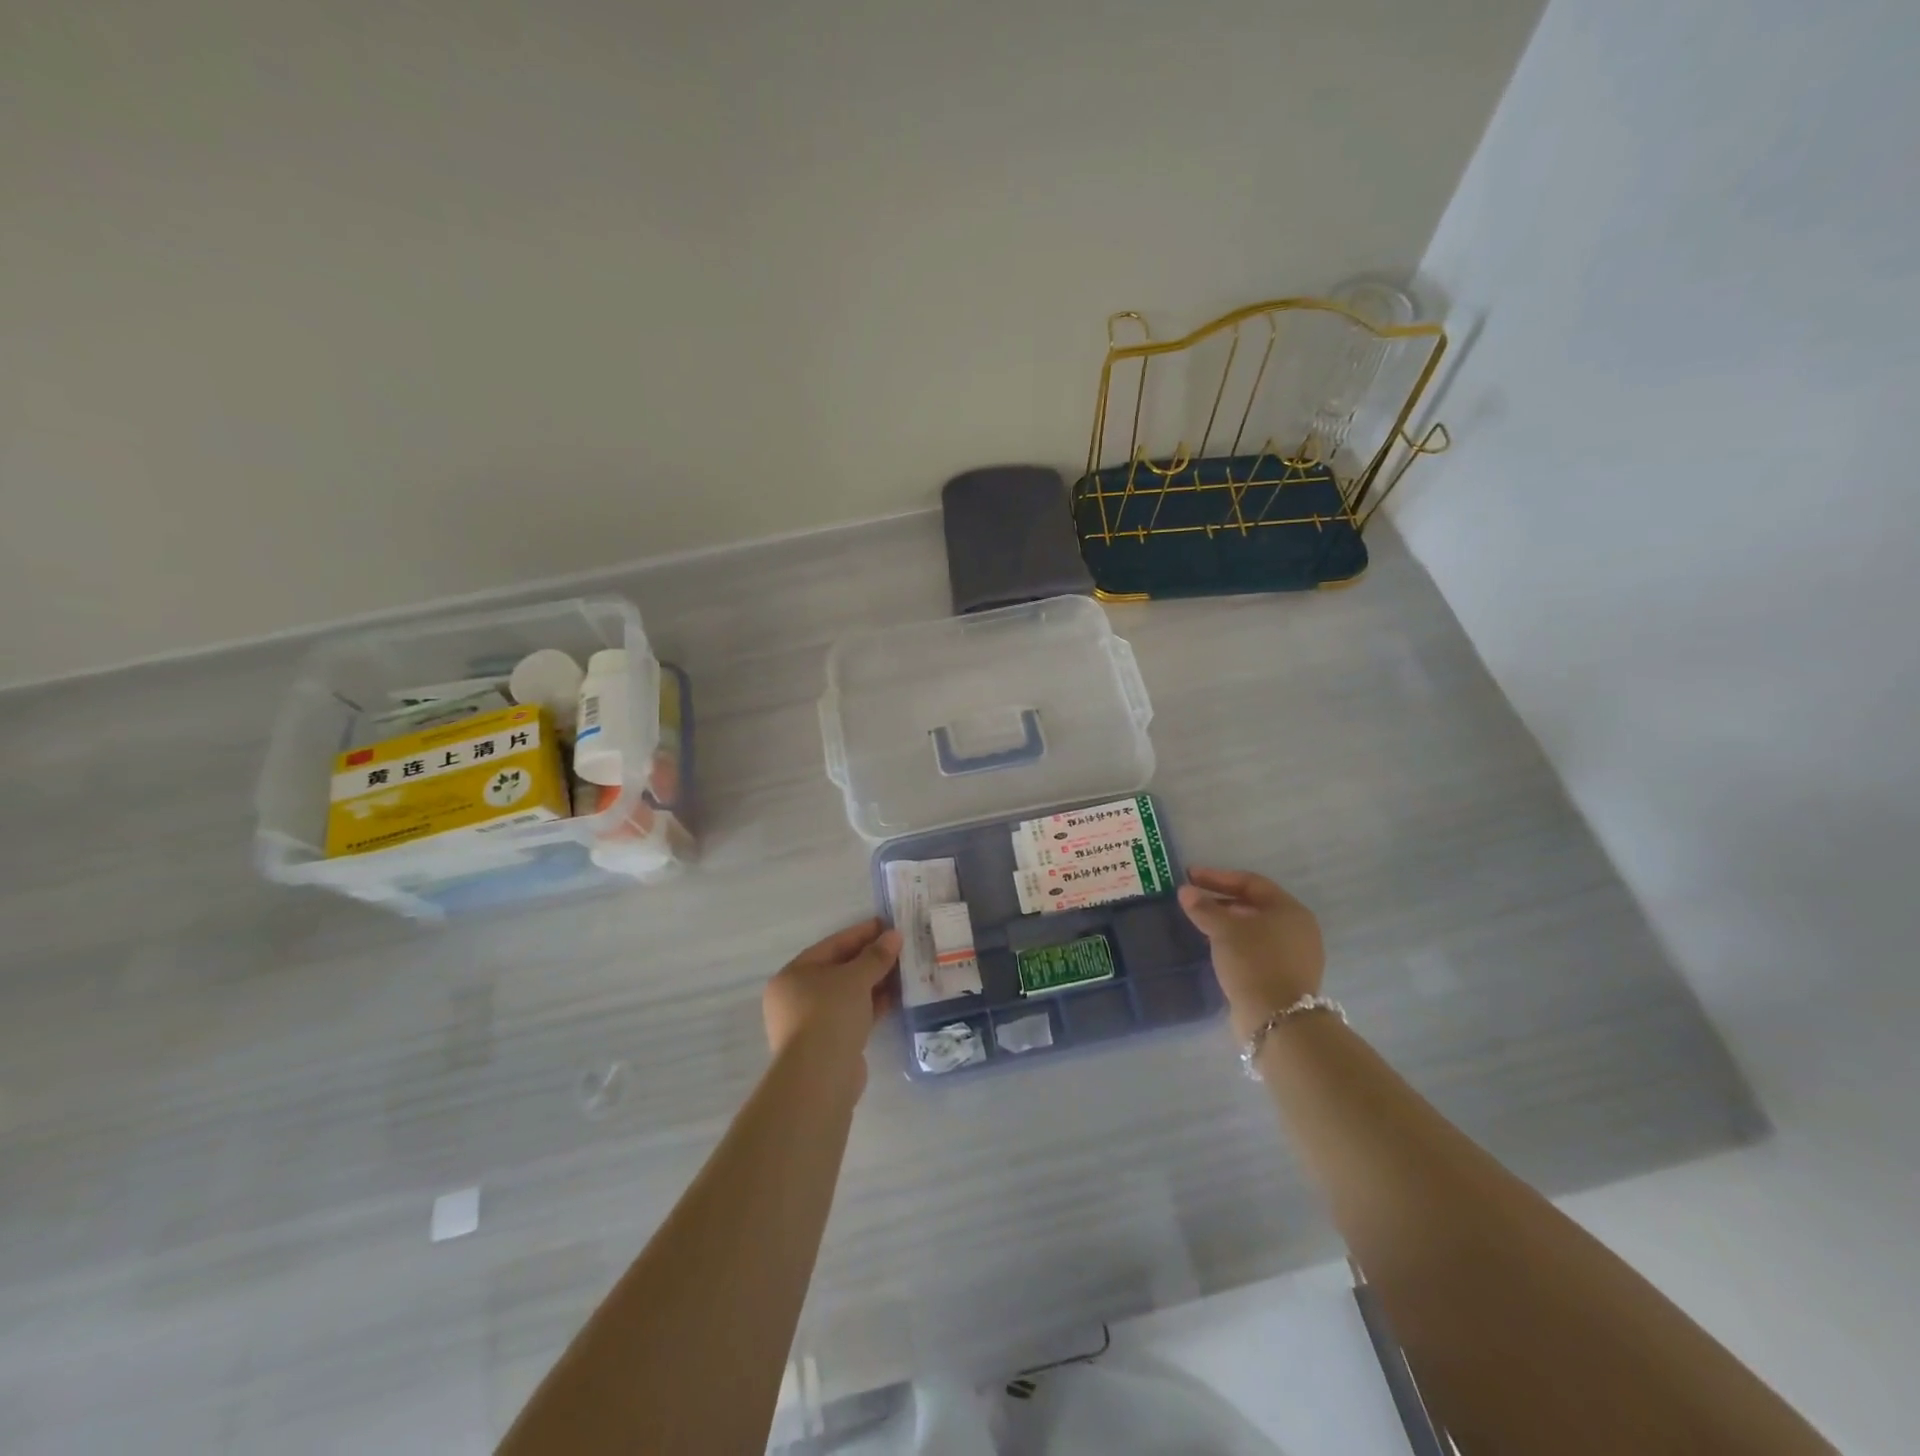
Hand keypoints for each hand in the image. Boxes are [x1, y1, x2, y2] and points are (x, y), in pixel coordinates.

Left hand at [762, 918, 902, 1084]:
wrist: (820, 1076)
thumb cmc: (830, 1014)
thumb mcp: (855, 978)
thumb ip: (875, 956)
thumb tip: (894, 935)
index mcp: (793, 975)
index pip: (832, 945)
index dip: (861, 933)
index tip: (888, 925)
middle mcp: (796, 997)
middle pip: (838, 970)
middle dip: (870, 960)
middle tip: (900, 949)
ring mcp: (810, 1023)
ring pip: (847, 995)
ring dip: (874, 983)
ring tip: (904, 972)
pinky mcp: (827, 1044)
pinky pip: (852, 1015)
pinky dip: (871, 1006)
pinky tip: (895, 998)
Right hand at [1178, 868, 1325, 1037]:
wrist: (1277, 1020)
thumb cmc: (1254, 962)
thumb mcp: (1223, 930)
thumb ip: (1204, 908)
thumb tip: (1185, 892)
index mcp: (1290, 910)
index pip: (1250, 882)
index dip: (1217, 877)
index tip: (1190, 876)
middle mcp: (1298, 929)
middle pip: (1254, 905)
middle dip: (1221, 901)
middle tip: (1193, 900)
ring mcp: (1295, 955)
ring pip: (1255, 930)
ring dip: (1227, 924)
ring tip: (1200, 924)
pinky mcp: (1286, 978)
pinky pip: (1257, 950)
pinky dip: (1236, 944)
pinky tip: (1216, 948)